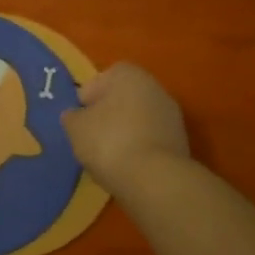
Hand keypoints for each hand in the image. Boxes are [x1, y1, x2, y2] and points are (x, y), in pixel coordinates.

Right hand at [61, 63, 190, 193]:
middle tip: (91, 137)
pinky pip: (151, 140)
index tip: (79, 118)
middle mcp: (154, 87)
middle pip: (123, 98)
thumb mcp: (75, 127)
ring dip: (124, 133)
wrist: (155, 180)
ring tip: (108, 157)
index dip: (88, 97)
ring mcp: (172, 116)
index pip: (102, 78)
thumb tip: (76, 116)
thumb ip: (73, 116)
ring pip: (138, 120)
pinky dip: (139, 149)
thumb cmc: (109, 141)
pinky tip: (127, 167)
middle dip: (108, 115)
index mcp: (129, 74)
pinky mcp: (181, 143)